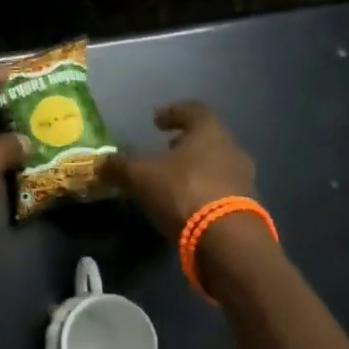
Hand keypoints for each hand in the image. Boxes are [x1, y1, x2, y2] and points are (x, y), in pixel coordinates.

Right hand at [104, 100, 255, 237]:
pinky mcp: (247, 207)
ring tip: (173, 181)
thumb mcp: (141, 175)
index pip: (194, 109)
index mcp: (210, 132)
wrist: (228, 240)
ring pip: (216, 165)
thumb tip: (101, 162)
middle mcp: (232, 149)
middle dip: (185, 143)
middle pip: (208, 138)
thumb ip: (120, 165)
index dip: (173, 112)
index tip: (156, 120)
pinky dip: (204, 192)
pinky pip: (222, 190)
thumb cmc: (184, 191)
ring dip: (196, 169)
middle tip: (165, 150)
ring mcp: (244, 179)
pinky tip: (187, 205)